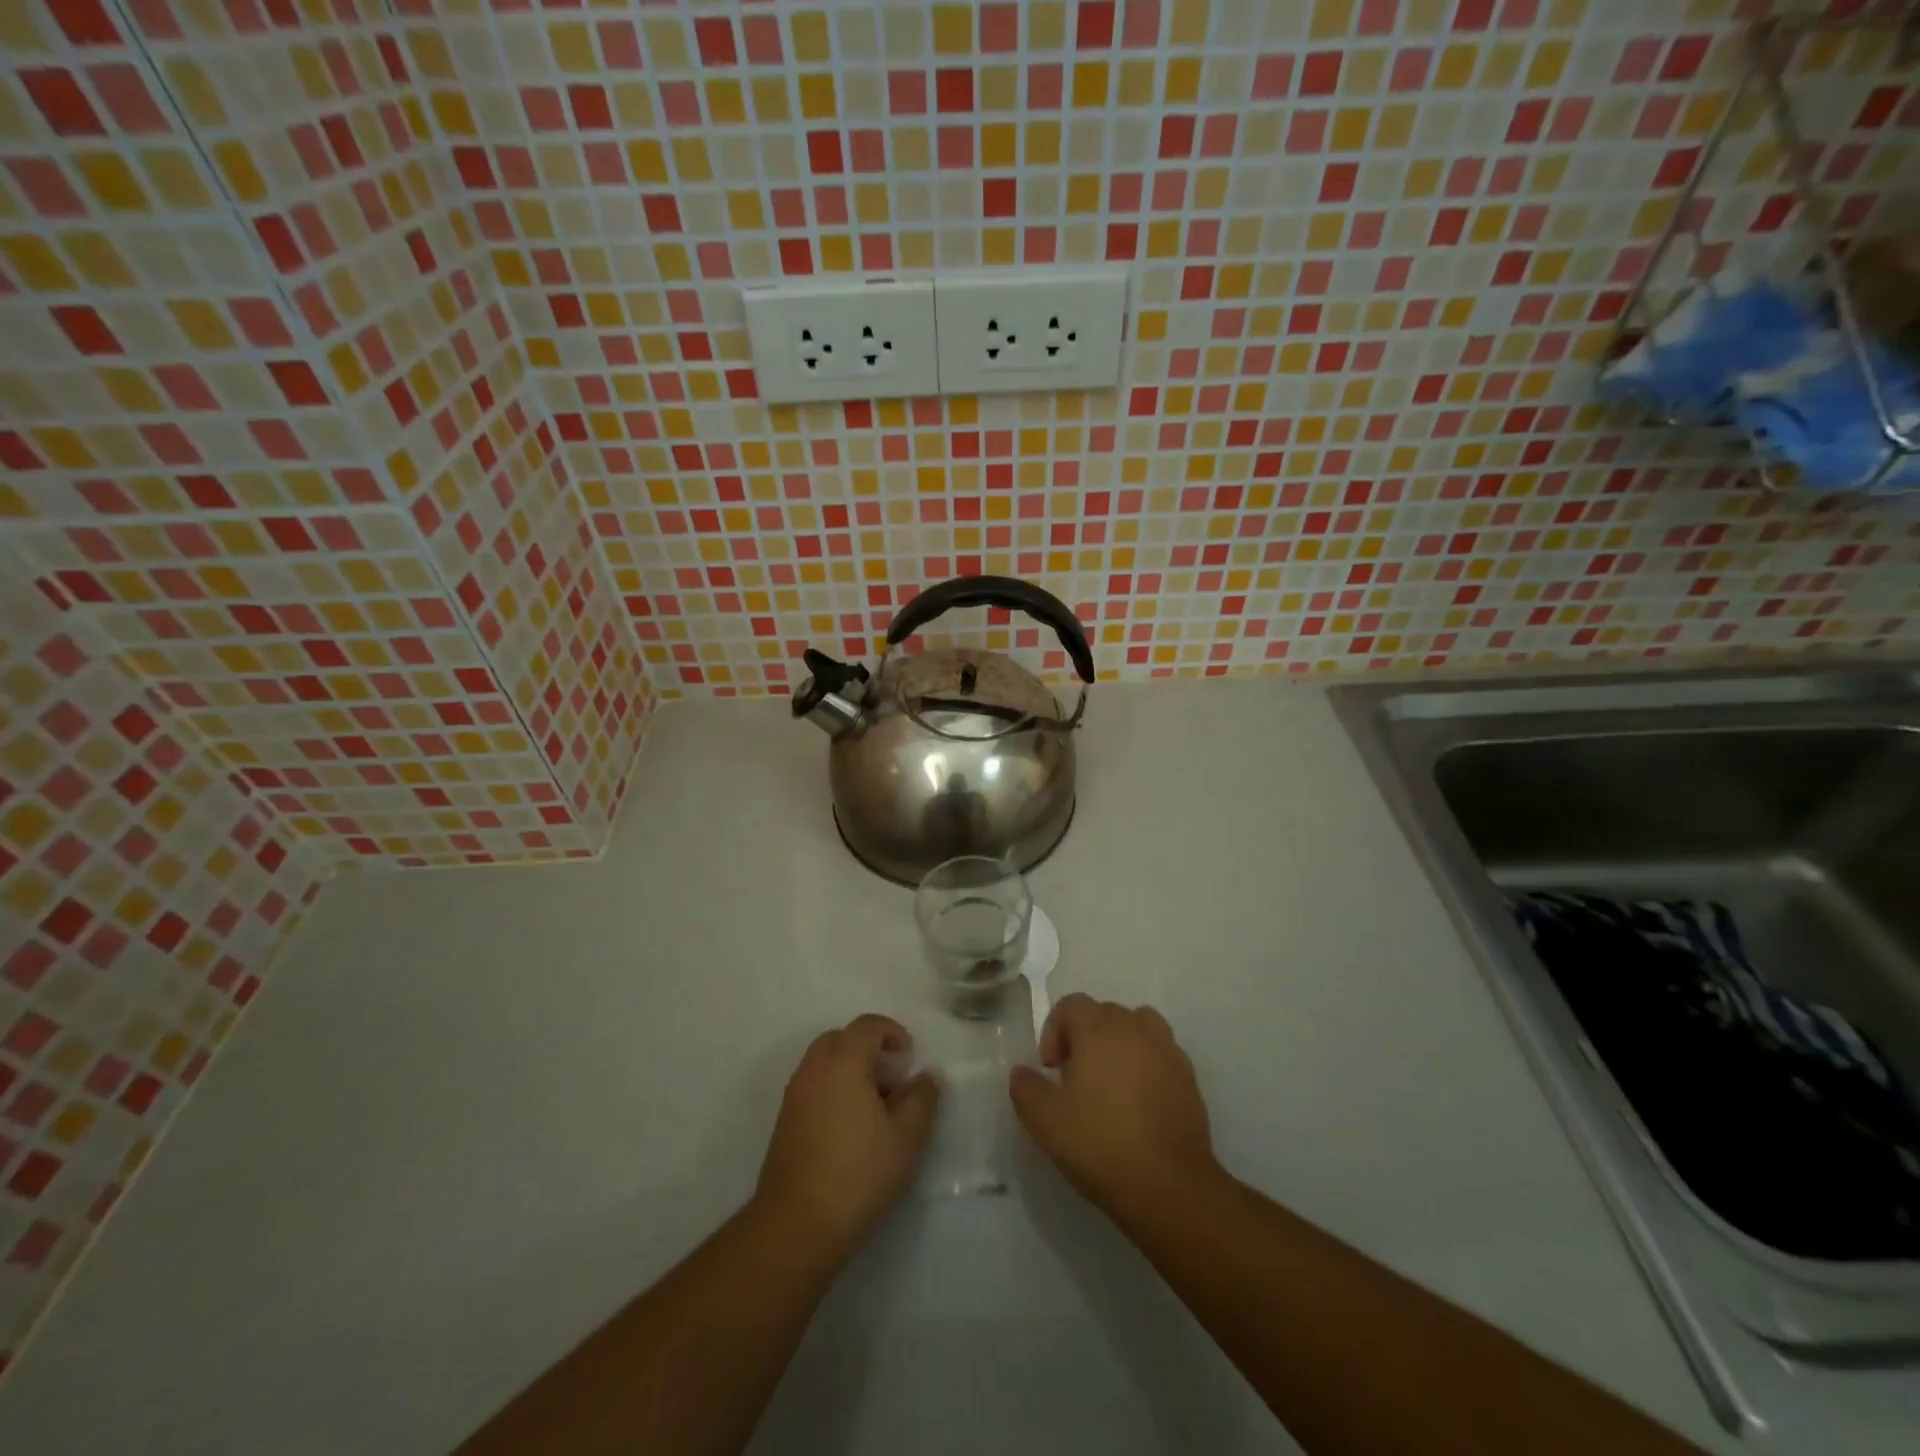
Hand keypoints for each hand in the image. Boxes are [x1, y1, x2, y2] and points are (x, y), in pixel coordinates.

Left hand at [755, 1014, 939, 1261]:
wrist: (797, 1223)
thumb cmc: (859, 1172)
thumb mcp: (907, 1136)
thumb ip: (922, 1098)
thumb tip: (926, 1076)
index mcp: (844, 1060)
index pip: (868, 1025)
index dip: (892, 1032)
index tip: (909, 1057)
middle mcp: (814, 1067)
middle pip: (842, 1038)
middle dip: (869, 1049)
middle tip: (892, 1079)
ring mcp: (795, 1093)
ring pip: (825, 1062)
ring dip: (850, 1069)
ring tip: (874, 1106)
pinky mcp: (784, 1120)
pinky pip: (813, 1085)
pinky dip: (833, 1088)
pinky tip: (850, 1127)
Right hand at [1009, 994, 1218, 1219]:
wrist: (1168, 1185)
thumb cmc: (1100, 1144)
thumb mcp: (1045, 1120)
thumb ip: (1026, 1088)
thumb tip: (1022, 1072)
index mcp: (1099, 1029)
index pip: (1071, 1005)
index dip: (1054, 1031)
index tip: (1051, 1069)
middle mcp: (1135, 1028)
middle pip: (1104, 1013)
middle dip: (1085, 1037)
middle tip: (1076, 1079)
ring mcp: (1167, 1050)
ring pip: (1138, 1027)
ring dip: (1120, 1044)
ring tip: (1111, 1083)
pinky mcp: (1189, 1077)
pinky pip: (1160, 1053)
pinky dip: (1146, 1065)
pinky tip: (1139, 1103)